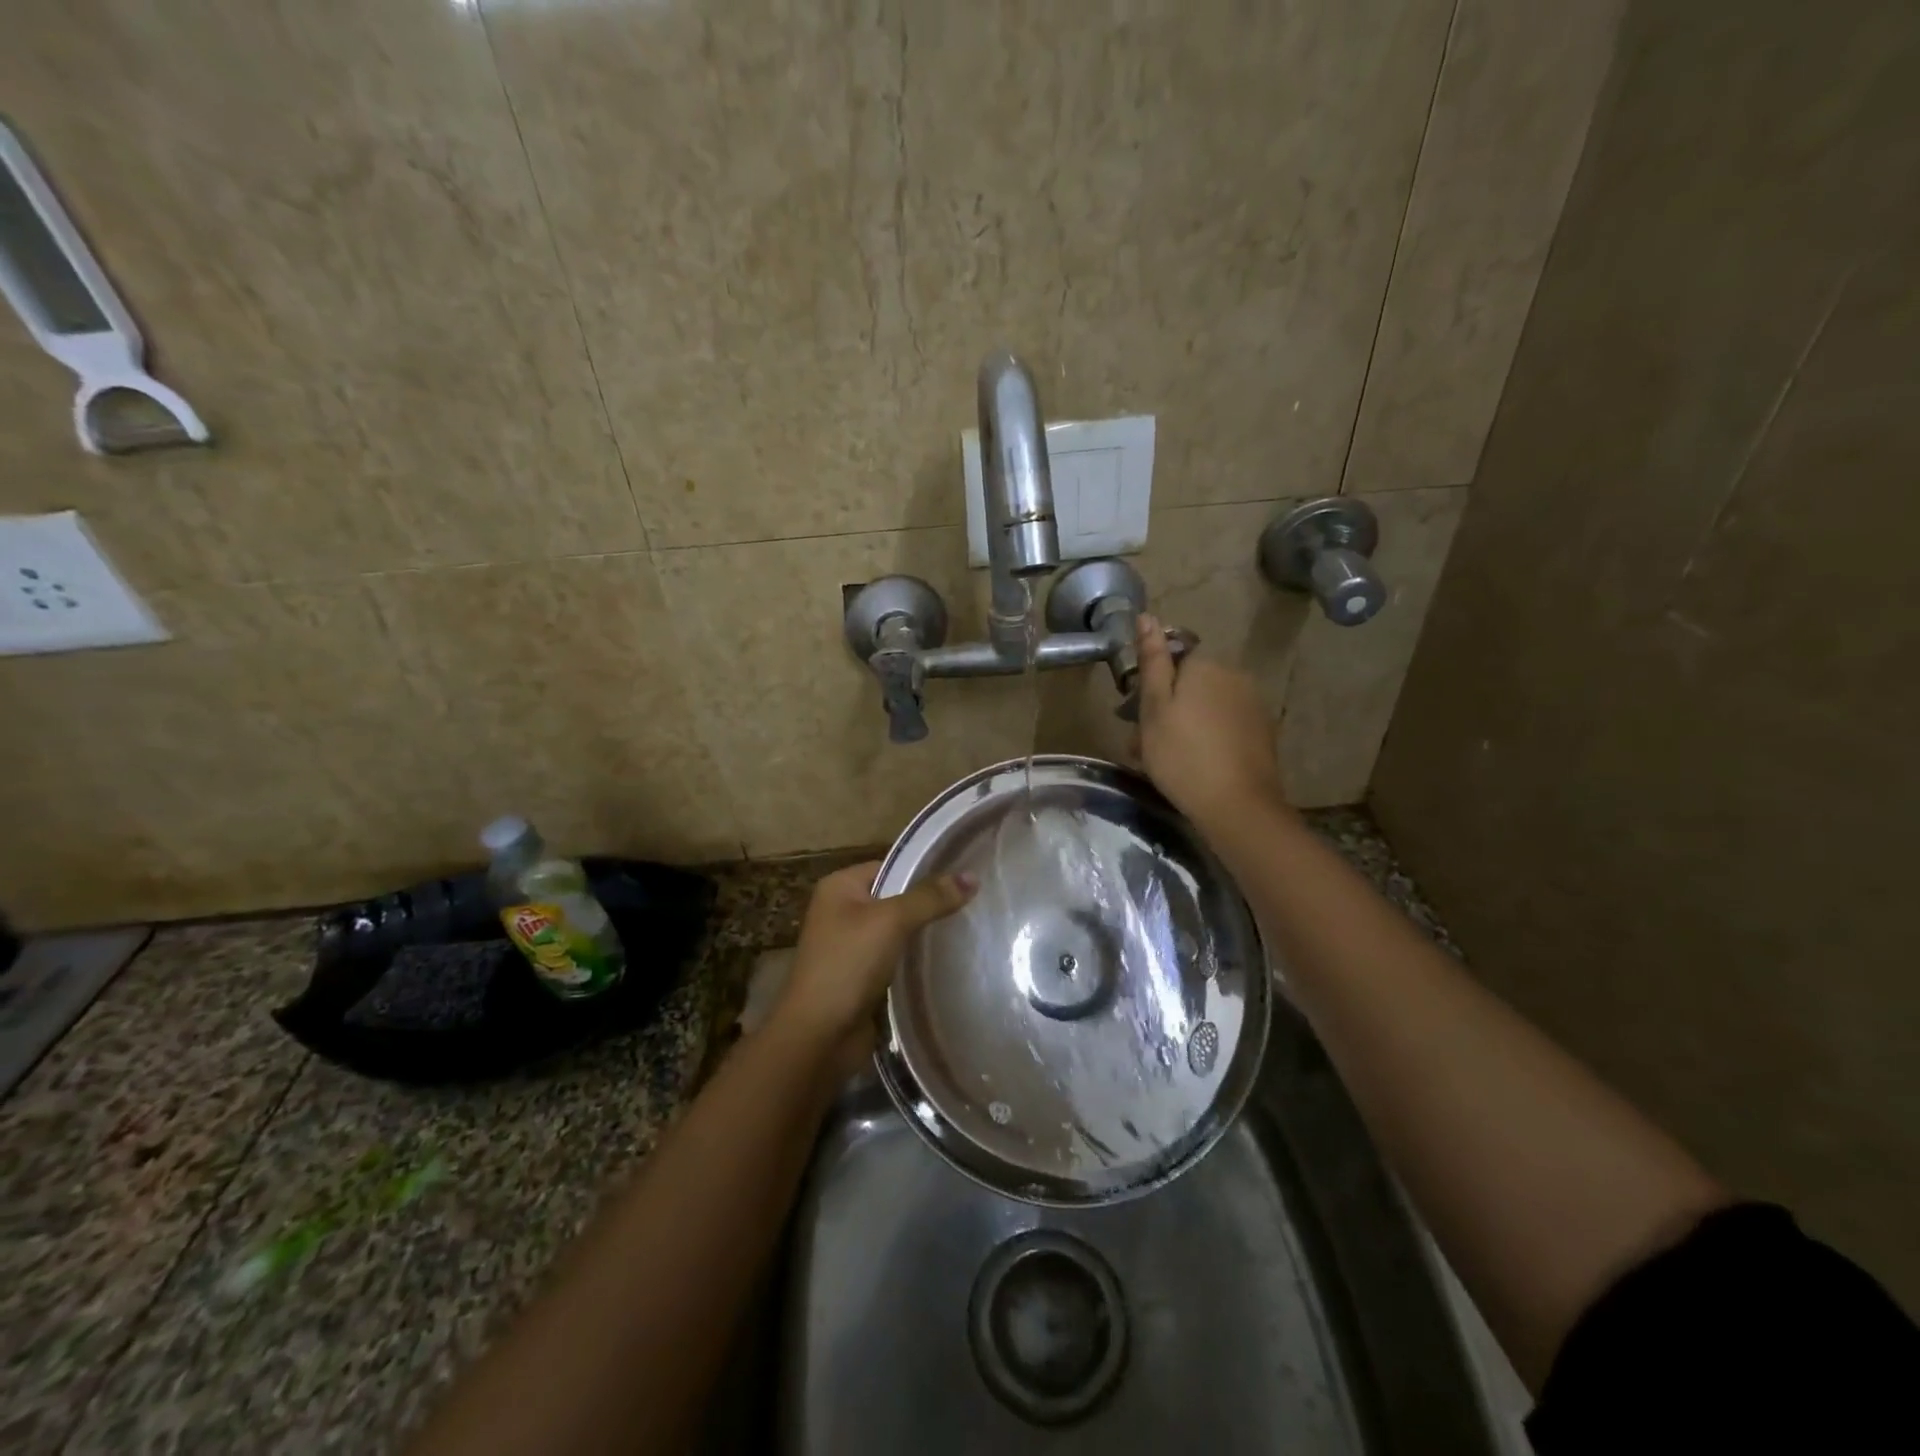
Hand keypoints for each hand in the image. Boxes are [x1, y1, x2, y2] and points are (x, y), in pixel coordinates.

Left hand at [775, 861, 976, 1045]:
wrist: (818, 1036)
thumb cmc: (848, 965)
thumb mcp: (891, 921)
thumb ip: (930, 898)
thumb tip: (972, 877)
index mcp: (839, 887)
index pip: (891, 866)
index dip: (925, 870)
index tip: (964, 877)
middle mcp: (841, 911)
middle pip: (895, 899)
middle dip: (928, 904)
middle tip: (973, 905)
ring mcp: (850, 947)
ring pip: (897, 932)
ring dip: (924, 935)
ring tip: (967, 930)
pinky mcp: (861, 978)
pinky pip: (895, 959)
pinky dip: (915, 961)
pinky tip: (947, 962)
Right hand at [1133, 613, 1286, 829]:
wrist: (1237, 806)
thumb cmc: (1182, 755)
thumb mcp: (1154, 708)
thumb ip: (1152, 660)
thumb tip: (1147, 616)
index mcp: (1205, 665)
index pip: (1171, 658)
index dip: (1151, 685)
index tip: (1134, 715)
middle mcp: (1234, 675)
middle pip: (1189, 683)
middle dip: (1166, 707)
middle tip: (1143, 745)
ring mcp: (1253, 704)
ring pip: (1205, 706)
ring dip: (1184, 724)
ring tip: (1165, 760)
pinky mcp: (1262, 732)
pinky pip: (1224, 725)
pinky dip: (1206, 738)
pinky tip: (1195, 765)